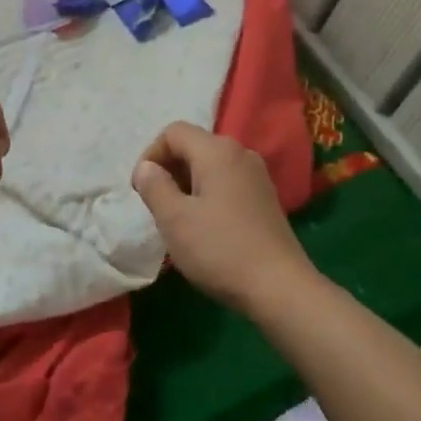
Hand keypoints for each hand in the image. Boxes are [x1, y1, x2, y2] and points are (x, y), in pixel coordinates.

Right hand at [131, 122, 314, 314]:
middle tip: (156, 205)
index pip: (174, 132)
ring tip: (177, 218)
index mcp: (217, 151)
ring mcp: (257, 176)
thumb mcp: (174, 219)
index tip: (141, 190)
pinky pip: (227, 182)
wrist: (279, 288)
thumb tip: (146, 167)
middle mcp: (240, 153)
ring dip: (187, 184)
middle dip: (168, 169)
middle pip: (193, 146)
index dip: (151, 154)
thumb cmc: (220, 249)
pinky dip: (207, 194)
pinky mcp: (265, 198)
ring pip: (210, 166)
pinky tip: (204, 227)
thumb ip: (154, 186)